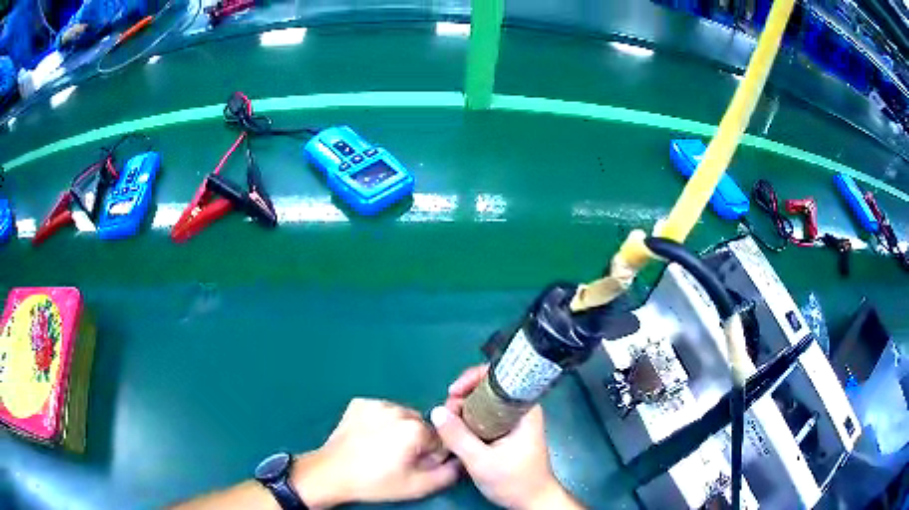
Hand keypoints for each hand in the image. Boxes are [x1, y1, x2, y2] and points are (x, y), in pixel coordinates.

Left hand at [293, 398, 459, 507]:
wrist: (332, 473)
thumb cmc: (376, 482)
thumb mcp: (418, 486)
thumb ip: (449, 473)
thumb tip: (460, 459)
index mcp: (415, 428)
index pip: (440, 438)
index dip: (431, 455)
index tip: (415, 466)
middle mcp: (398, 409)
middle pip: (421, 425)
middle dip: (416, 440)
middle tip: (398, 459)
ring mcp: (376, 403)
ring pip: (402, 416)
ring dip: (399, 429)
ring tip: (382, 448)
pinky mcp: (359, 403)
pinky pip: (381, 410)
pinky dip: (380, 421)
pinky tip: (369, 437)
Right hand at [431, 365, 580, 509]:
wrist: (531, 501)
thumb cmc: (514, 481)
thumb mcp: (481, 461)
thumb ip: (458, 437)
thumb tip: (436, 411)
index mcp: (524, 409)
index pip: (500, 376)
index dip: (474, 377)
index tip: (453, 393)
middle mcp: (520, 409)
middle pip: (488, 388)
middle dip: (463, 397)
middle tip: (446, 414)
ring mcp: (513, 420)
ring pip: (483, 403)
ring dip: (463, 410)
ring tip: (448, 426)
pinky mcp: (506, 430)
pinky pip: (483, 416)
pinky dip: (468, 420)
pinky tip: (456, 432)